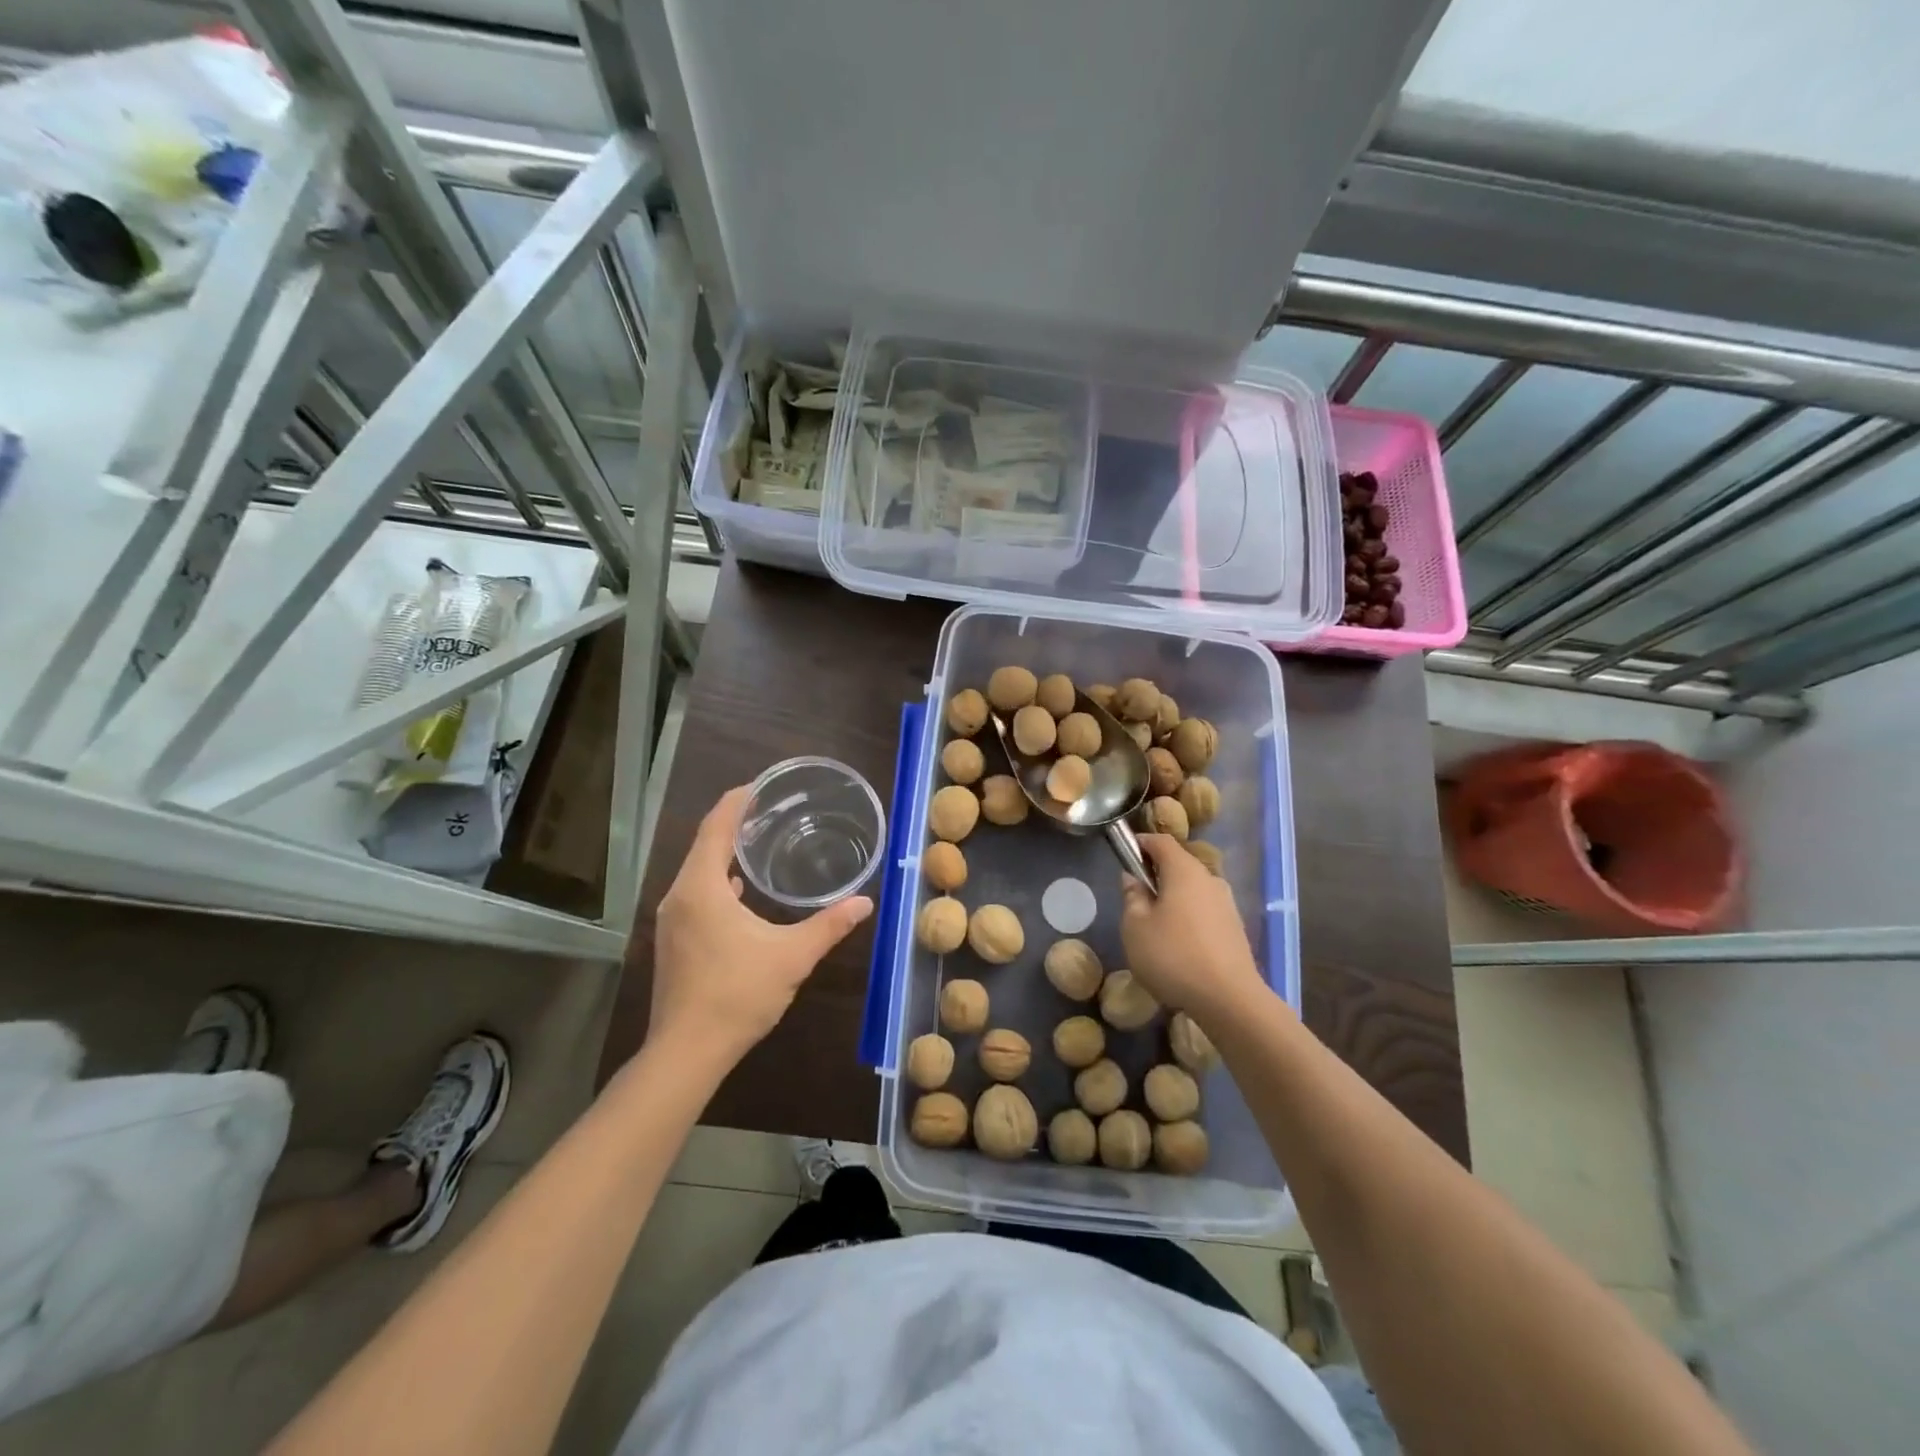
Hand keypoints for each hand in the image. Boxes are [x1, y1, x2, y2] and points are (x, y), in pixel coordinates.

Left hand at [651, 786, 873, 1068]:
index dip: (736, 802)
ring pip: (697, 872)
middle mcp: (678, 896)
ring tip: (759, 844)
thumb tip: (865, 902)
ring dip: (724, 854)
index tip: (760, 785)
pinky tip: (741, 891)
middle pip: (704, 845)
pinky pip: (694, 894)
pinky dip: (717, 881)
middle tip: (770, 811)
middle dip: (733, 824)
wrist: (686, 1053)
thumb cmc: (737, 995)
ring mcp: (671, 920)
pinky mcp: (672, 941)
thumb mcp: (792, 956)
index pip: (715, 827)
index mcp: (701, 888)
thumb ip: (829, 925)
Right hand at [1120, 835, 1266, 1020]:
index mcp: (1184, 871)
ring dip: (1173, 898)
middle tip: (1136, 897)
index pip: (1161, 841)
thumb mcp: (1135, 926)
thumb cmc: (1173, 956)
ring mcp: (1227, 904)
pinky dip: (1189, 917)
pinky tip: (1179, 946)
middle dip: (1156, 874)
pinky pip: (1205, 911)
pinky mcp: (1235, 928)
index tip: (1125, 854)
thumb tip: (1133, 878)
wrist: (1230, 1000)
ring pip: (1193, 890)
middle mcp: (1210, 879)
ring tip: (1156, 926)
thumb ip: (1132, 896)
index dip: (1141, 842)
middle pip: (1179, 864)